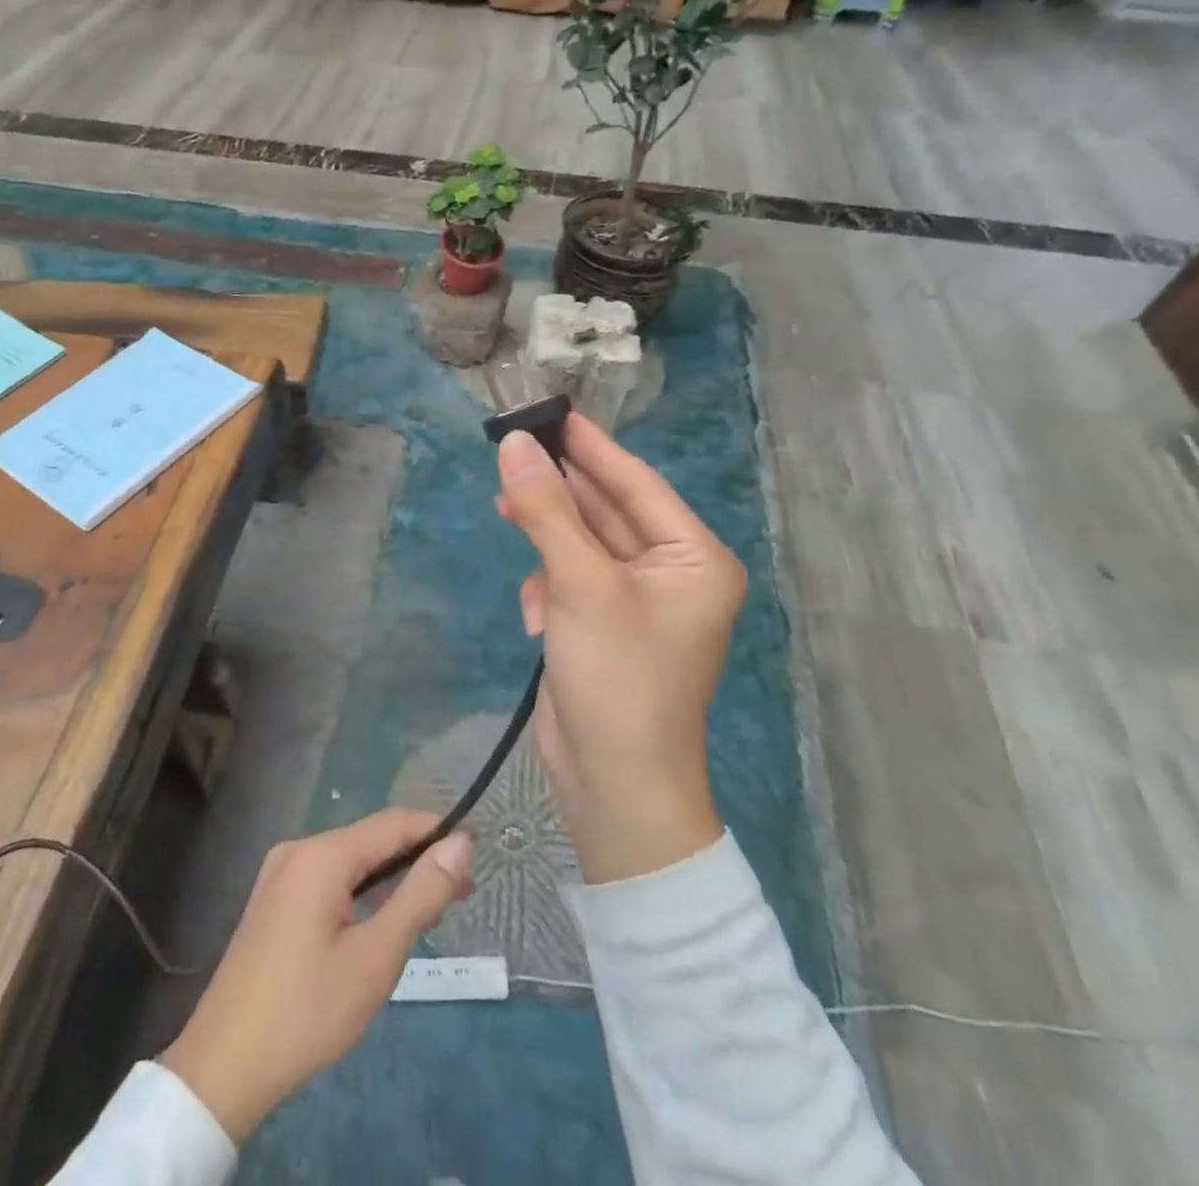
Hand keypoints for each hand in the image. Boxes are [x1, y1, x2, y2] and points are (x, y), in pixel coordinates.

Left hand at [161, 810, 473, 1141]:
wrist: (223, 1065)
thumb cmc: (308, 1011)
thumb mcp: (376, 957)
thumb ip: (420, 895)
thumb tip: (461, 844)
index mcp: (321, 854)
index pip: (393, 823)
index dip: (436, 832)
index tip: (475, 855)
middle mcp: (299, 849)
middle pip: (371, 839)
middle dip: (416, 859)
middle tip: (460, 895)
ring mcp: (280, 873)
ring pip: (350, 861)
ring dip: (391, 878)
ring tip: (429, 909)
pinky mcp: (273, 899)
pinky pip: (329, 879)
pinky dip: (362, 891)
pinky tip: (380, 919)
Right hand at [495, 415, 739, 883]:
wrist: (614, 788)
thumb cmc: (617, 679)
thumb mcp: (580, 585)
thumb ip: (547, 511)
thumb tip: (513, 444)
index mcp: (693, 558)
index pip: (636, 483)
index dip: (589, 446)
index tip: (547, 411)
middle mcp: (672, 574)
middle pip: (607, 511)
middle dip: (559, 489)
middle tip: (510, 451)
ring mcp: (636, 603)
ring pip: (583, 544)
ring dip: (547, 538)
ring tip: (505, 511)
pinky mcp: (603, 627)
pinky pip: (572, 580)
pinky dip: (548, 585)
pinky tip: (533, 612)